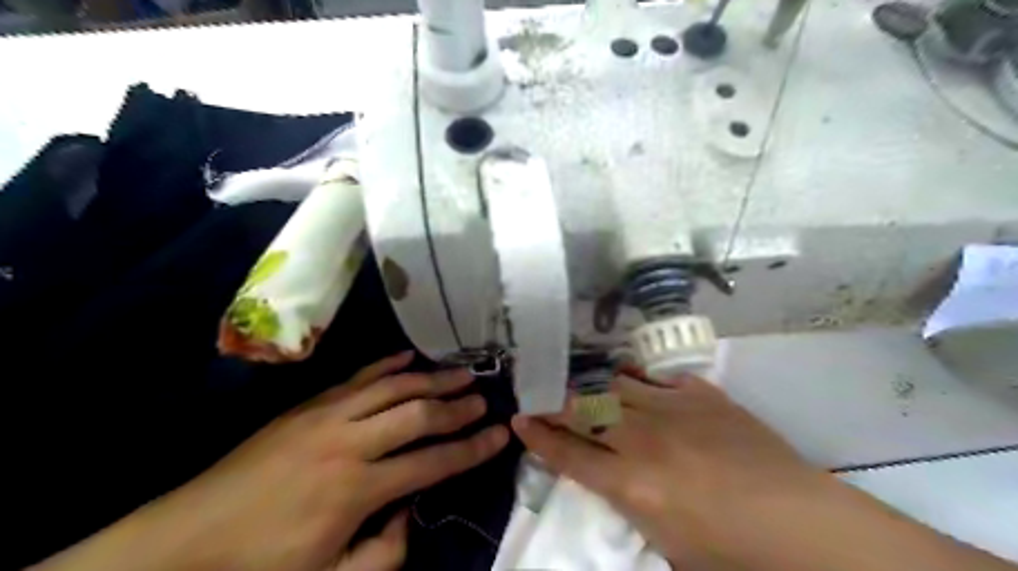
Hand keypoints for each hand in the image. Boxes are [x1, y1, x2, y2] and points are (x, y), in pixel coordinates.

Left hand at [33, 353, 508, 570]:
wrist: (183, 542)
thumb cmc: (260, 567)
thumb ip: (385, 553)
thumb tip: (410, 512)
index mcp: (358, 489)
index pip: (433, 461)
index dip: (472, 449)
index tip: (500, 434)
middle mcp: (350, 442)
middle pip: (417, 414)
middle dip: (457, 406)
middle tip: (484, 397)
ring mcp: (327, 416)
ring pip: (393, 386)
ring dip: (431, 378)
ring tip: (461, 370)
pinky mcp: (308, 405)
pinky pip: (357, 376)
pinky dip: (386, 364)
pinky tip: (408, 356)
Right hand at [514, 374, 829, 569]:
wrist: (798, 521)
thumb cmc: (729, 550)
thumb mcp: (664, 542)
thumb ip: (627, 502)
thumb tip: (607, 476)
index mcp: (631, 484)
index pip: (568, 454)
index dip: (539, 436)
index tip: (519, 420)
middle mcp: (643, 440)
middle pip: (584, 412)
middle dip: (555, 403)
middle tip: (540, 395)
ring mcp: (674, 410)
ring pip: (616, 386)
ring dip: (594, 387)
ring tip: (584, 386)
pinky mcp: (702, 396)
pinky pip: (658, 378)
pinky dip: (639, 378)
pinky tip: (631, 378)